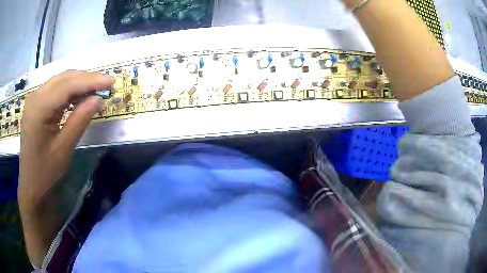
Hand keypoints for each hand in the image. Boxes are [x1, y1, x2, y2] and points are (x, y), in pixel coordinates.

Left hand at [18, 71, 113, 211]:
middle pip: (64, 78)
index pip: (67, 85)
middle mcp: (35, 97)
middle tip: (106, 84)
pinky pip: (56, 90)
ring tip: (96, 90)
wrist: (31, 184)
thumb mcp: (64, 149)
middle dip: (86, 78)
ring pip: (60, 81)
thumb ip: (80, 120)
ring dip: (79, 83)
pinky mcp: (36, 104)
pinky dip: (70, 90)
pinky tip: (79, 97)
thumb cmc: (45, 172)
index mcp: (38, 108)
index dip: (90, 81)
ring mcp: (34, 99)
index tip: (111, 81)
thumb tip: (98, 99)